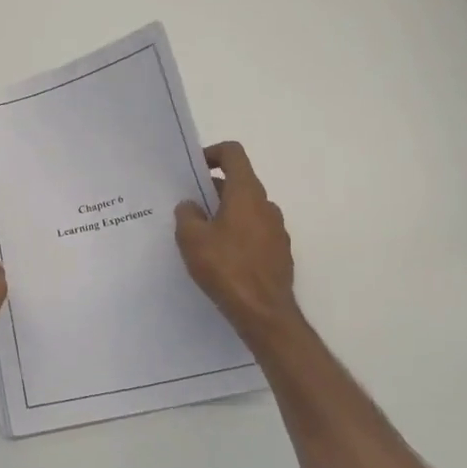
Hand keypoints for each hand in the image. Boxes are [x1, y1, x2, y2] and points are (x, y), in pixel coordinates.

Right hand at [175, 142, 303, 347]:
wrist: (264, 313)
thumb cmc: (226, 268)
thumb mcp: (192, 238)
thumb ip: (186, 214)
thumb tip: (191, 206)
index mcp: (246, 193)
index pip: (233, 154)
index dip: (212, 154)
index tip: (194, 170)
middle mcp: (266, 205)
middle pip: (238, 183)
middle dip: (212, 191)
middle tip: (188, 208)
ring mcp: (277, 230)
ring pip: (246, 210)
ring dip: (224, 214)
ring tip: (201, 236)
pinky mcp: (279, 253)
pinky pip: (254, 232)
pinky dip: (237, 235)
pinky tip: (220, 258)